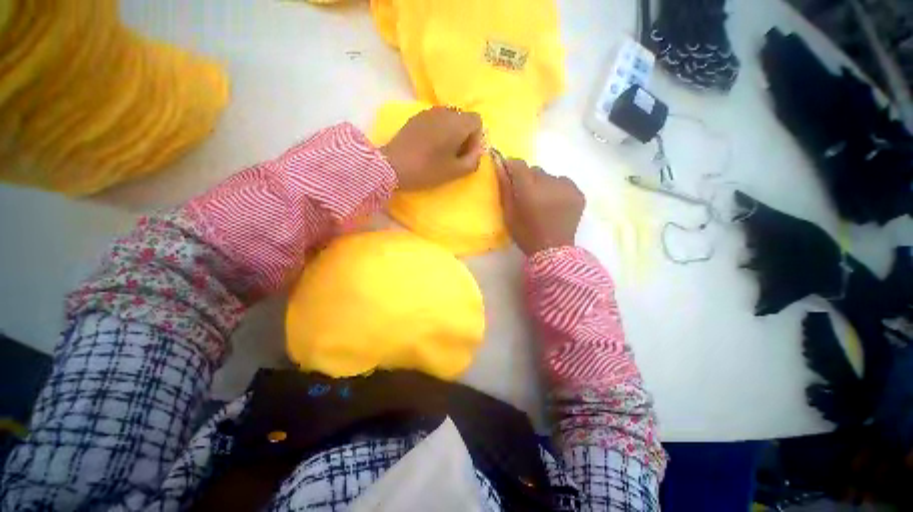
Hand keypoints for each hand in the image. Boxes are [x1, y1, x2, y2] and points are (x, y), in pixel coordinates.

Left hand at [381, 106, 483, 190]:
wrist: (393, 166)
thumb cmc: (427, 170)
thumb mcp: (456, 171)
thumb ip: (473, 160)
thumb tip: (476, 151)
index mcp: (457, 123)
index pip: (477, 121)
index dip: (475, 138)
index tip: (466, 154)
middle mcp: (445, 111)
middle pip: (463, 118)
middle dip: (464, 135)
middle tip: (456, 154)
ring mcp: (428, 112)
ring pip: (449, 119)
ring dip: (451, 133)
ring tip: (442, 151)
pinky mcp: (416, 118)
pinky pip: (435, 120)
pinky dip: (439, 131)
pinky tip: (429, 146)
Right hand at [495, 157, 584, 254]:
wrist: (554, 251)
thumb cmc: (526, 234)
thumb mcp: (509, 214)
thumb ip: (505, 189)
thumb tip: (500, 166)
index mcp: (529, 190)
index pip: (518, 165)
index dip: (511, 166)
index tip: (508, 173)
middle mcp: (549, 183)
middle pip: (535, 170)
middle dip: (528, 179)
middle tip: (526, 195)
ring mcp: (567, 187)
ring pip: (549, 176)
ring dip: (543, 184)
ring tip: (543, 201)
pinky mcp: (578, 193)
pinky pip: (563, 183)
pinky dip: (557, 189)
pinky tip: (555, 204)